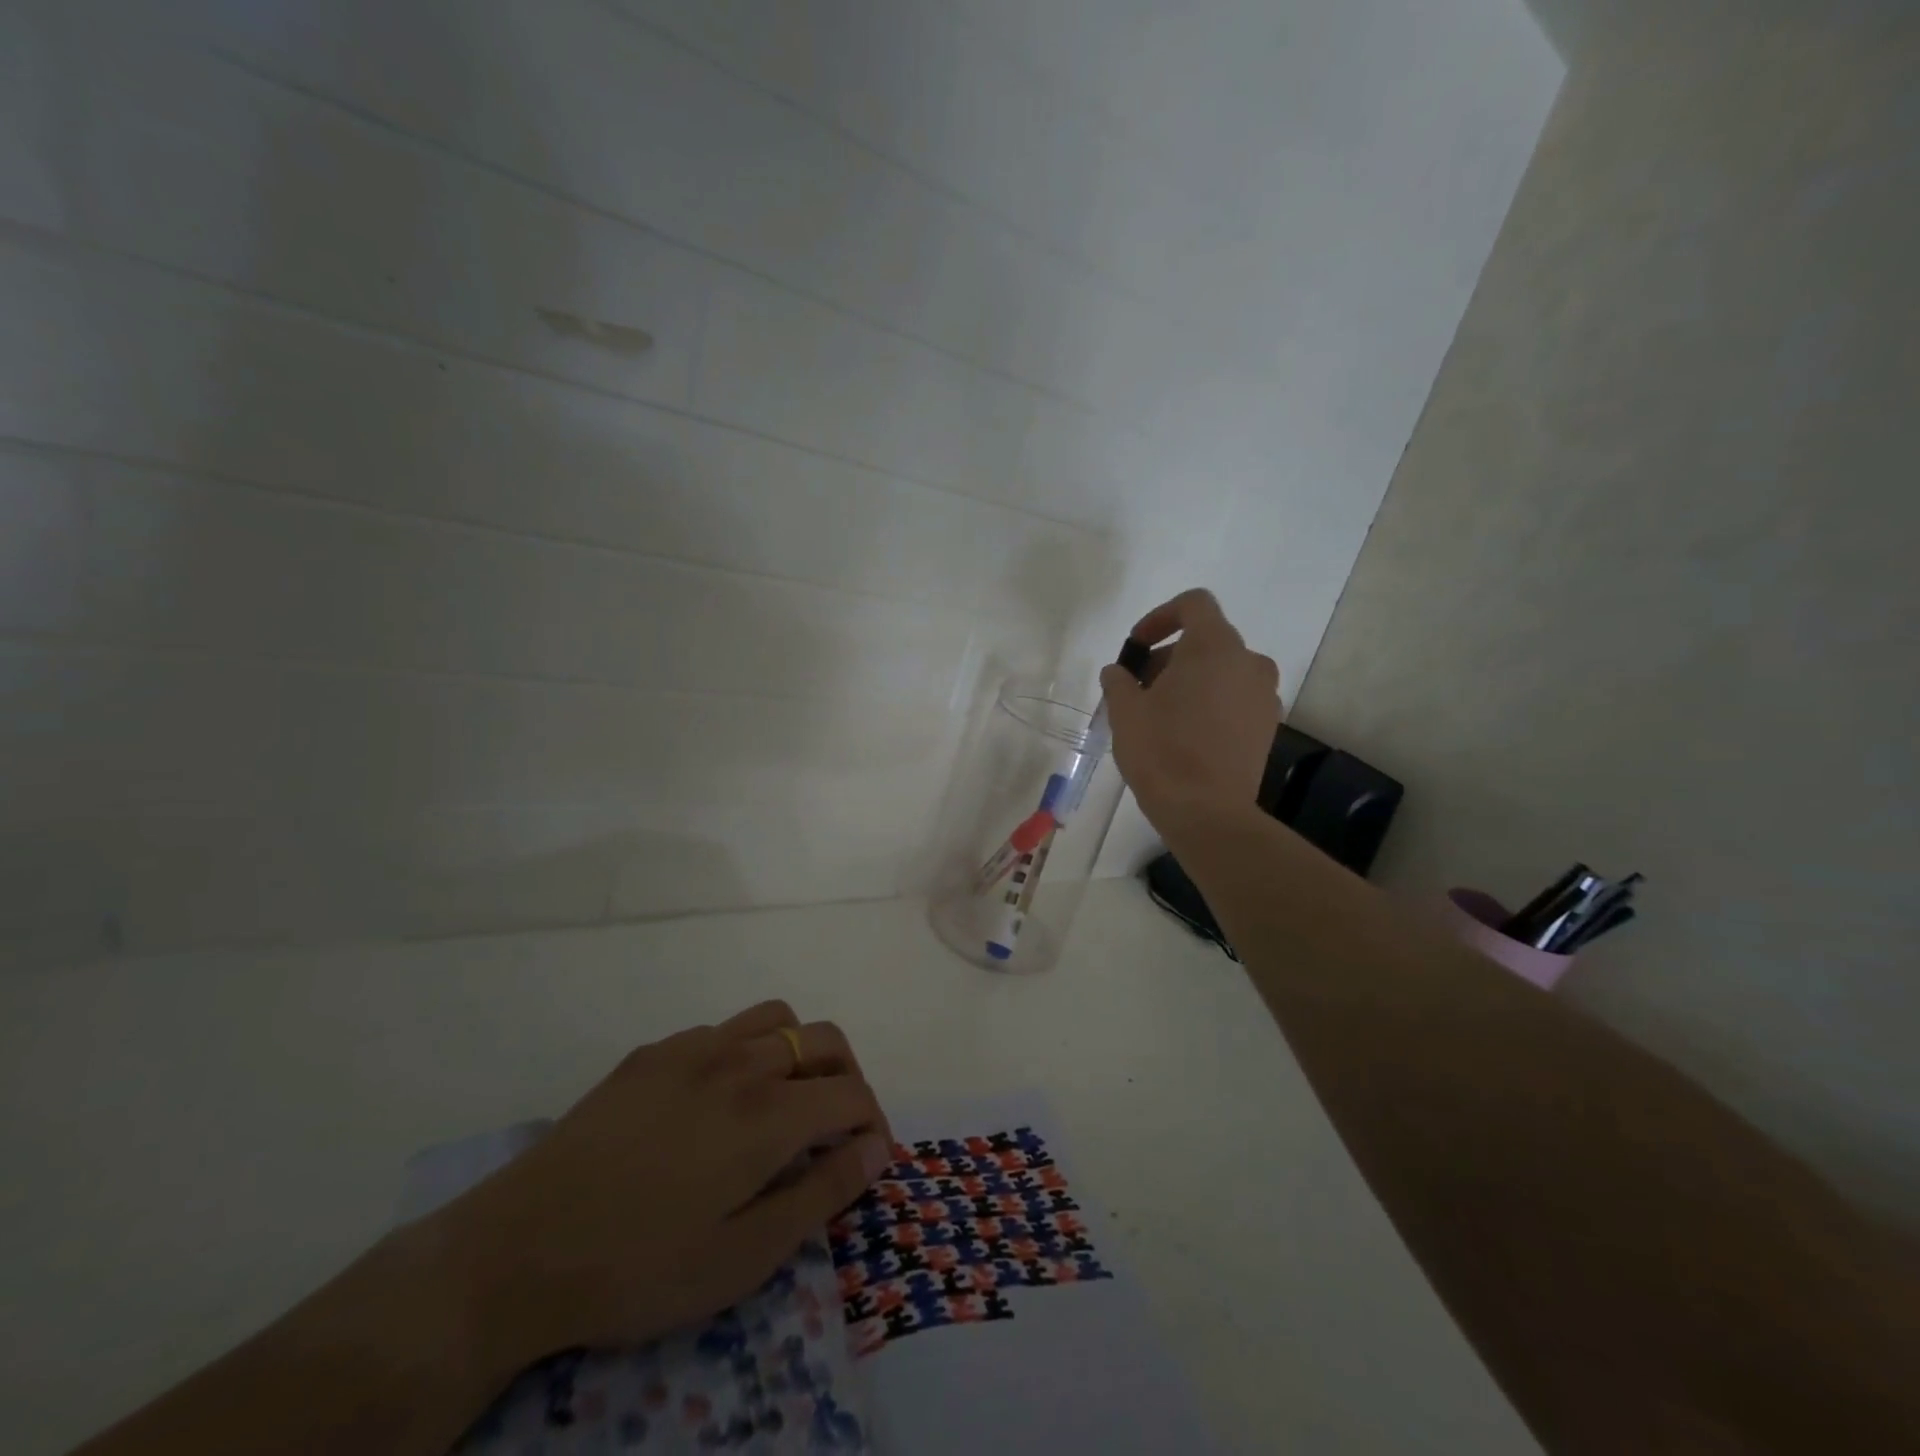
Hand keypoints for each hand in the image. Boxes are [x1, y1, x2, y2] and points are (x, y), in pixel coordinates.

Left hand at [437, 1001, 891, 1372]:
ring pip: (775, 1018)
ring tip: (786, 1098)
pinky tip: (715, 1101)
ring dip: (799, 1050)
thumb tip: (875, 1149)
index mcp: (769, 1113)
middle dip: (848, 1076)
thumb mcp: (743, 1257)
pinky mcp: (653, 1052)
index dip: (874, 1122)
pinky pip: (721, 1030)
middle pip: (825, 1039)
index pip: (852, 1093)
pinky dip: (744, 1052)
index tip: (869, 1158)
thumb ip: (821, 1195)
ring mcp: (693, 1048)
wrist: (517, 1249)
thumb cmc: (639, 1267)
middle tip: (836, 1126)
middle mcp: (741, 1062)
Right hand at [1100, 588, 1282, 827]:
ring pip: (1222, 671)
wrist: (1207, 811)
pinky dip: (1211, 703)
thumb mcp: (1125, 711)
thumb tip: (1118, 672)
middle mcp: (1248, 662)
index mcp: (1215, 646)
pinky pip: (1235, 698)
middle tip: (1139, 689)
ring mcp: (1264, 695)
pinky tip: (1186, 734)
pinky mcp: (1268, 726)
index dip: (1160, 617)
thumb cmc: (1161, 751)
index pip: (1194, 604)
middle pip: (1207, 640)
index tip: (1136, 647)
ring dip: (1191, 681)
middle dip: (1169, 657)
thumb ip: (1119, 681)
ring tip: (1160, 714)